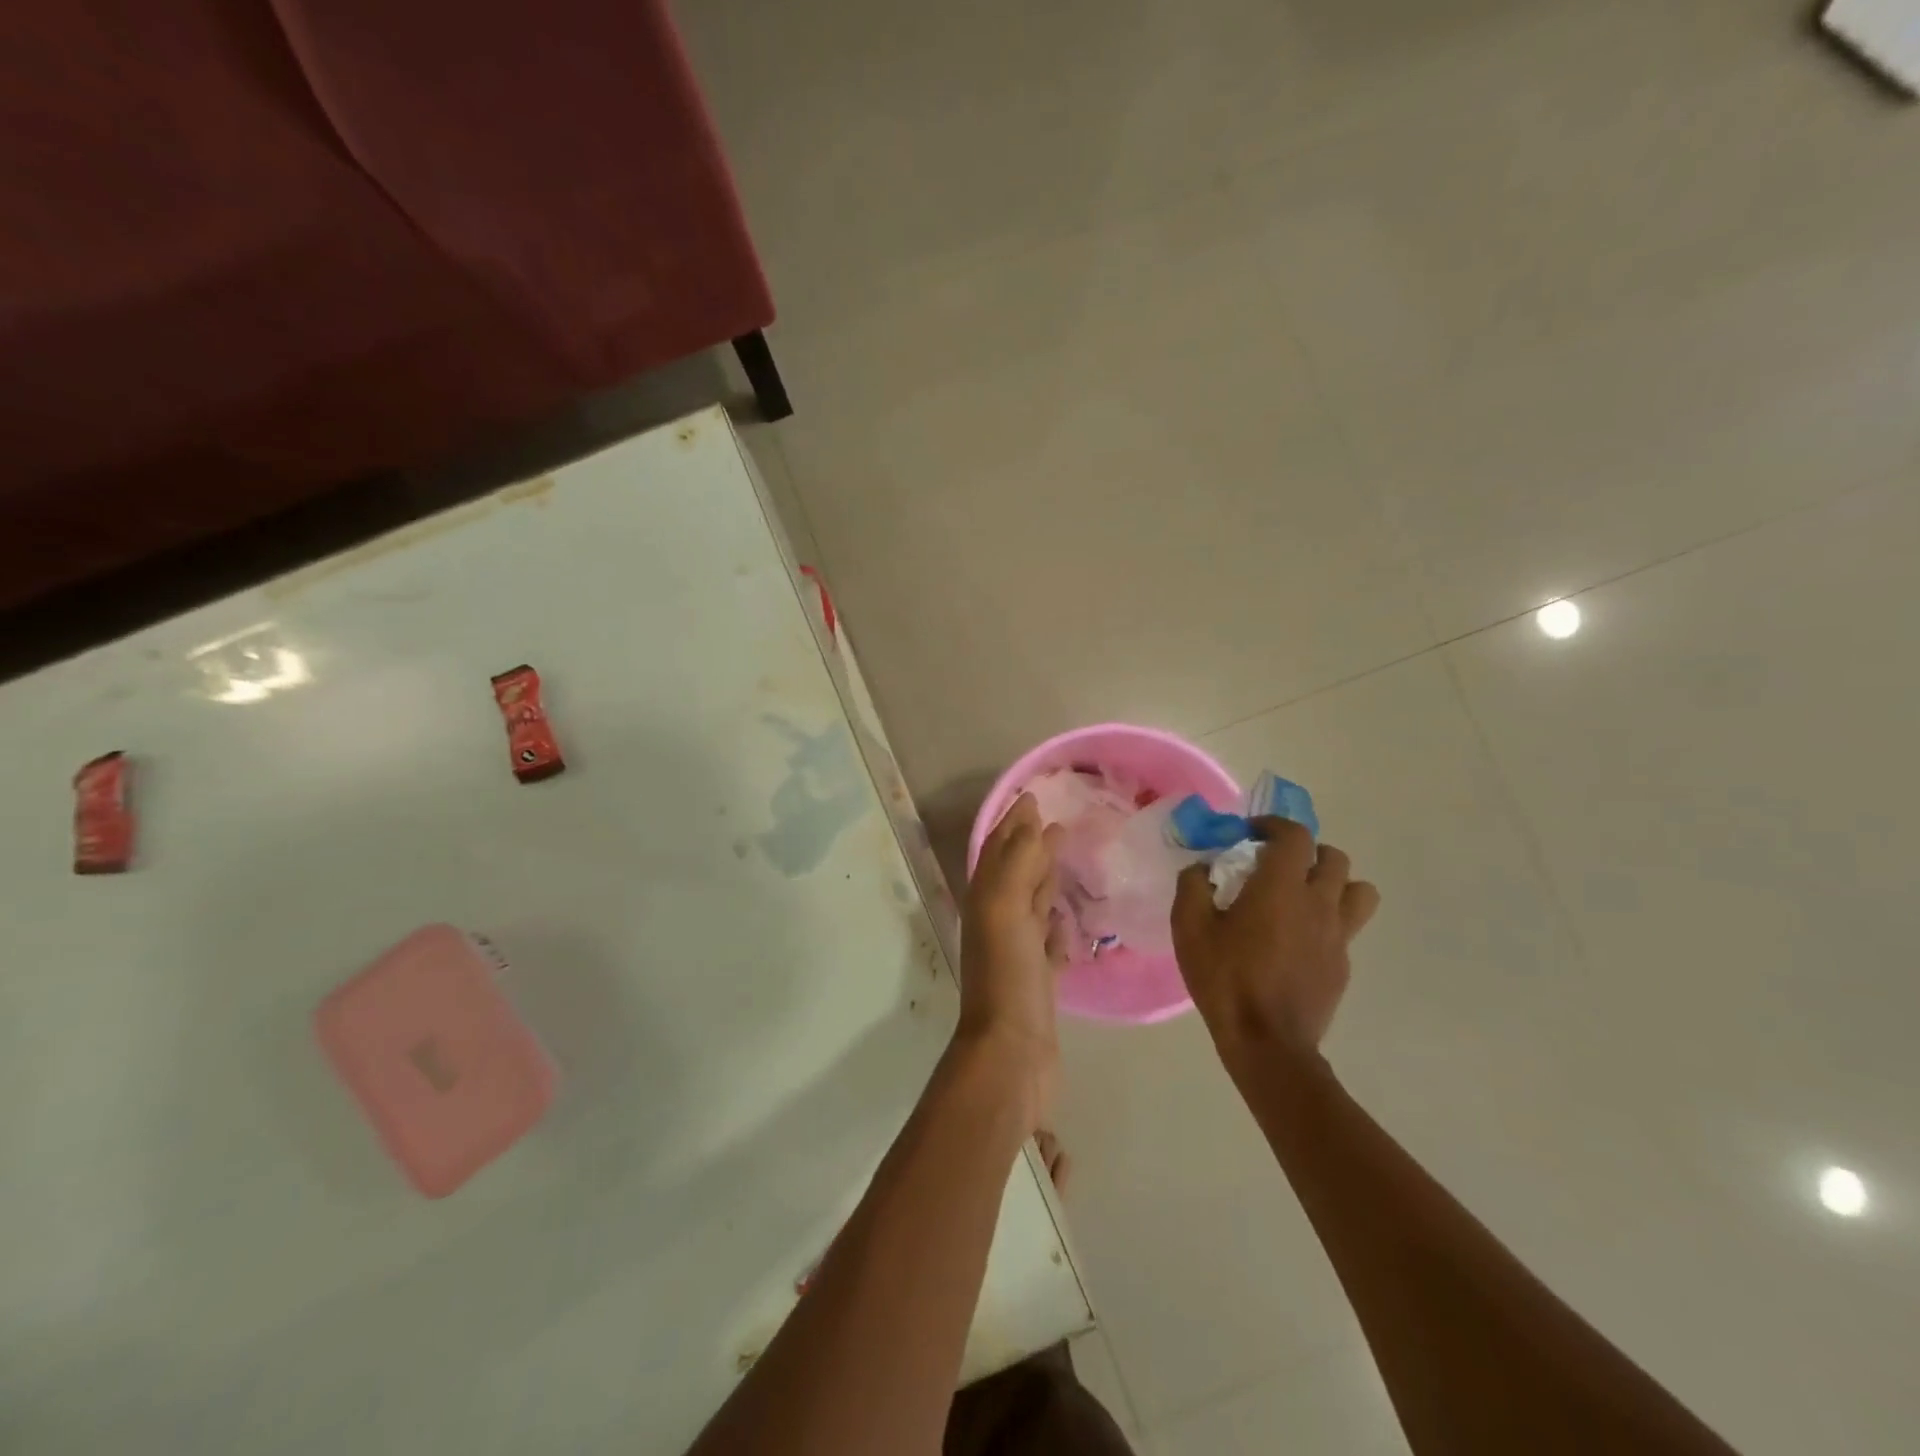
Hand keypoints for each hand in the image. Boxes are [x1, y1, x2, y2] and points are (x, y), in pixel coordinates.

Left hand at [960, 793, 1065, 1122]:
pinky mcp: (1040, 980)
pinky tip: (1069, 919)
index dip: (1013, 822)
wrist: (1011, 1054)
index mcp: (987, 900)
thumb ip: (1018, 863)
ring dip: (1045, 880)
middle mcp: (999, 921)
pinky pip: (1048, 943)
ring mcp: (1019, 952)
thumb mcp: (1006, 908)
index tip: (1034, 796)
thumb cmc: (1007, 974)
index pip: (999, 849)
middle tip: (1058, 820)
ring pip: (1031, 905)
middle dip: (1031, 844)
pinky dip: (1057, 926)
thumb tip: (1031, 820)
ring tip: (1066, 858)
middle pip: (1015, 873)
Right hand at [1171, 817, 1379, 1058]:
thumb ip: (1193, 886)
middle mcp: (1319, 903)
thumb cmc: (1225, 979)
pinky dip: (1327, 920)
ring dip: (1333, 883)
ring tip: (1302, 895)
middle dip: (1306, 852)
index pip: (1295, 835)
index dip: (1274, 825)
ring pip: (1358, 890)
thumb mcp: (1189, 928)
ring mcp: (1338, 935)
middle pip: (1334, 857)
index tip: (1251, 834)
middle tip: (1276, 865)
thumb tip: (1202, 868)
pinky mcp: (1343, 964)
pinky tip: (1297, 939)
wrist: (1267, 1043)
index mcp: (1282, 887)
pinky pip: (1346, 926)